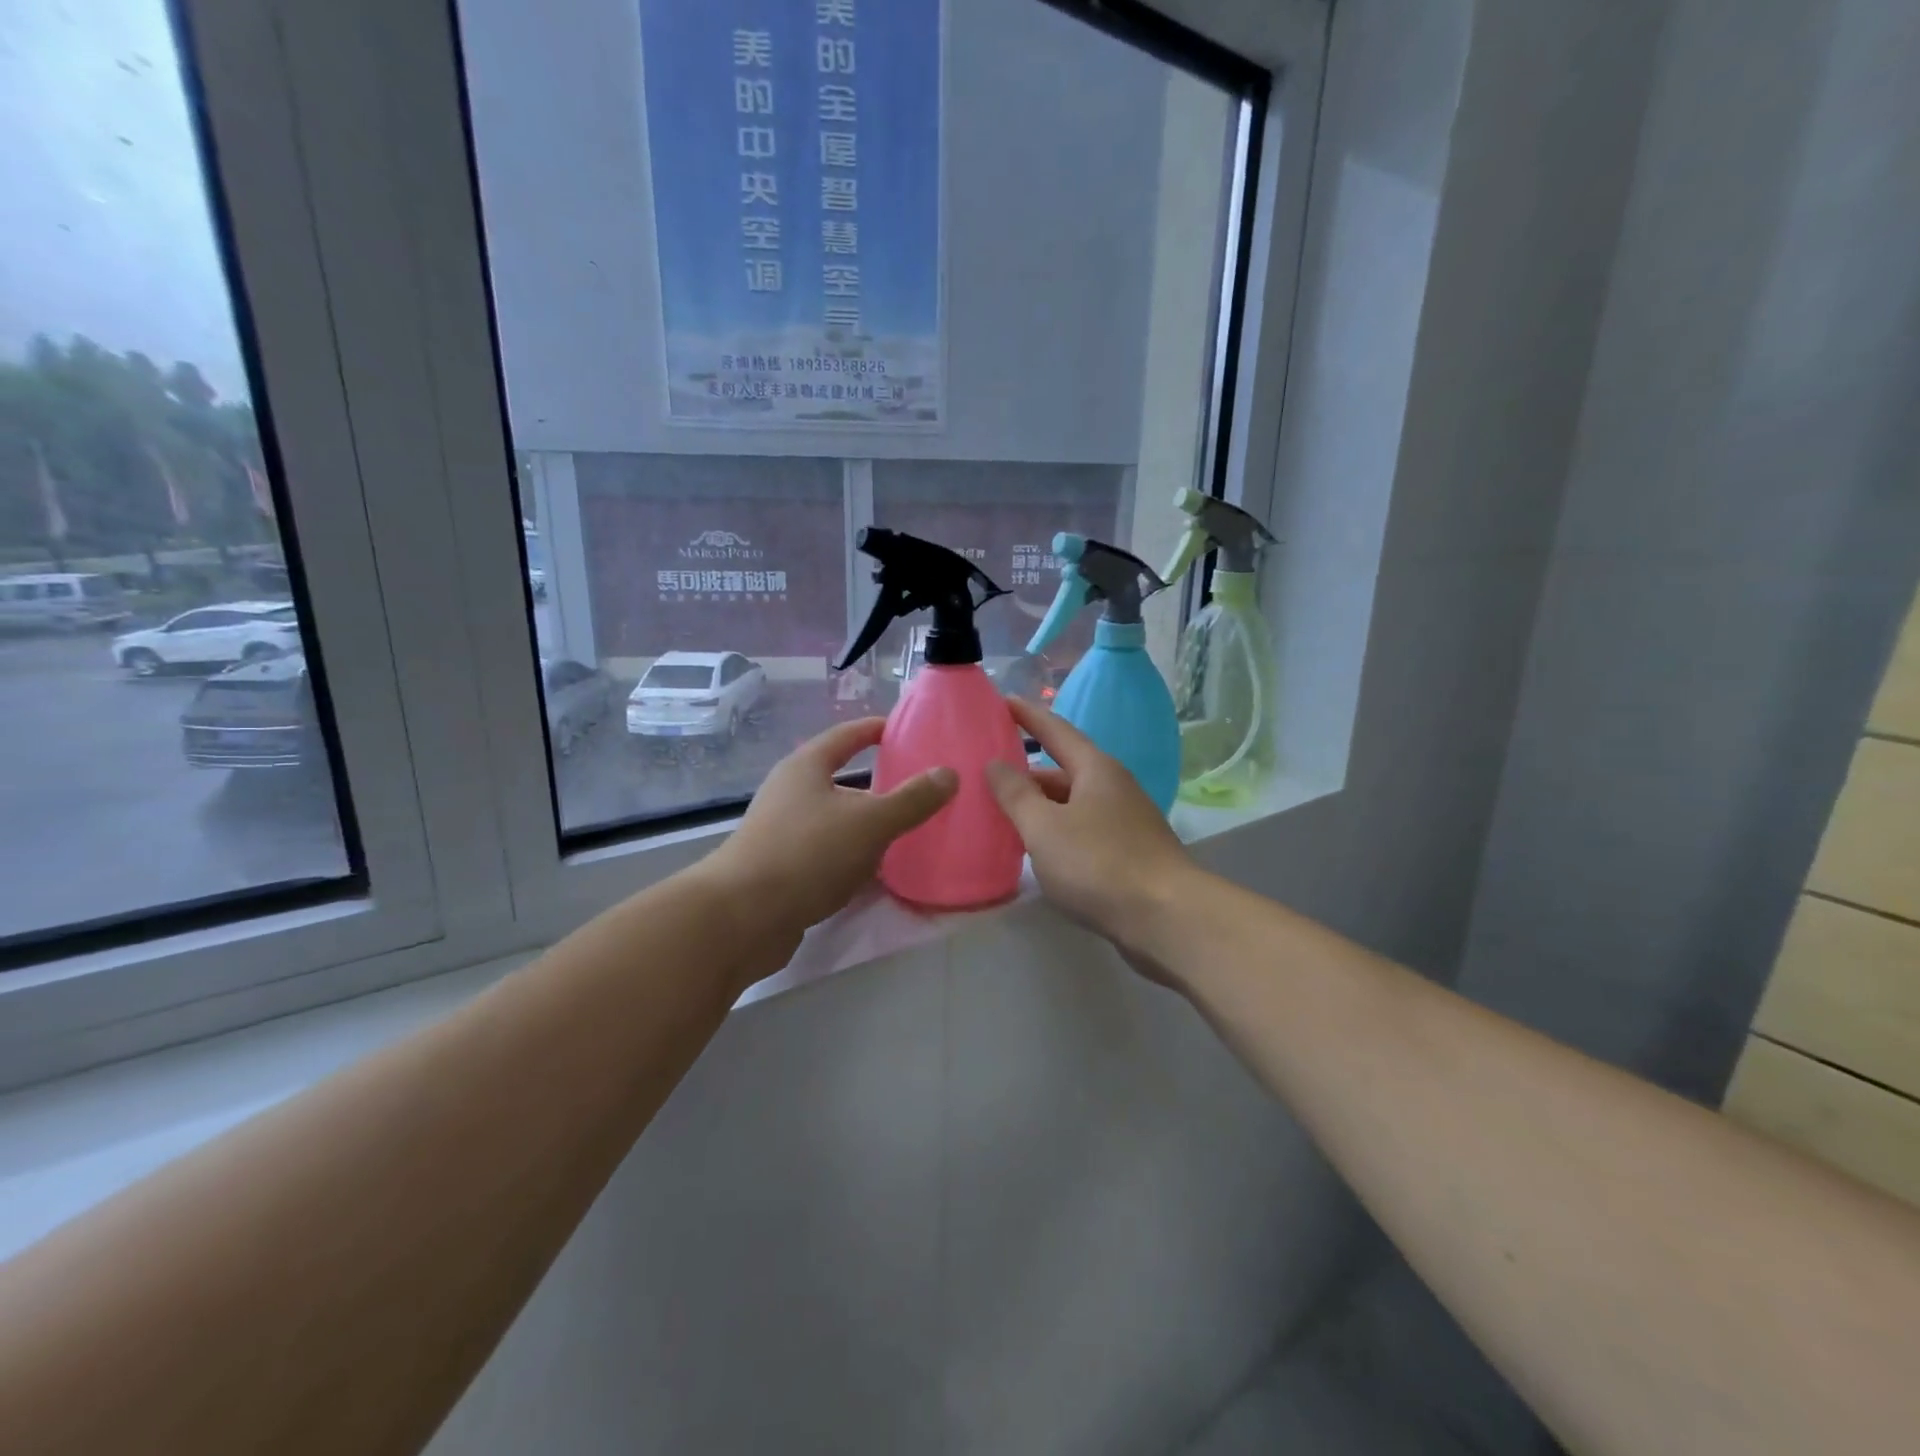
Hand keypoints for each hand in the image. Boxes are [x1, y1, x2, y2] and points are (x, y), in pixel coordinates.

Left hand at [709, 716, 955, 947]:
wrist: (742, 917)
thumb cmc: (807, 853)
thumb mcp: (870, 822)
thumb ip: (912, 799)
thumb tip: (949, 773)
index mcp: (806, 766)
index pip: (846, 735)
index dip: (876, 729)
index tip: (907, 730)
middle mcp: (790, 792)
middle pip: (841, 779)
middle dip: (879, 784)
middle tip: (920, 789)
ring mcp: (782, 832)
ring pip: (835, 819)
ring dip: (867, 825)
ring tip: (908, 833)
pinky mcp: (782, 869)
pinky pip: (827, 853)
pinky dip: (853, 856)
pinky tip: (877, 873)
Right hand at [984, 698, 1195, 954]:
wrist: (1166, 918)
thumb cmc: (1098, 863)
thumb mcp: (1044, 827)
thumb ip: (1016, 794)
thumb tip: (996, 764)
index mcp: (1095, 769)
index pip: (1055, 731)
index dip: (1027, 716)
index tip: (1002, 702)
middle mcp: (1114, 787)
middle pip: (1063, 771)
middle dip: (1027, 774)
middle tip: (988, 778)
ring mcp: (1125, 821)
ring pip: (1073, 804)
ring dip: (1041, 807)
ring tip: (1003, 816)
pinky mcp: (1130, 853)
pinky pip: (1083, 830)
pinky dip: (1057, 832)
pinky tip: (1038, 851)